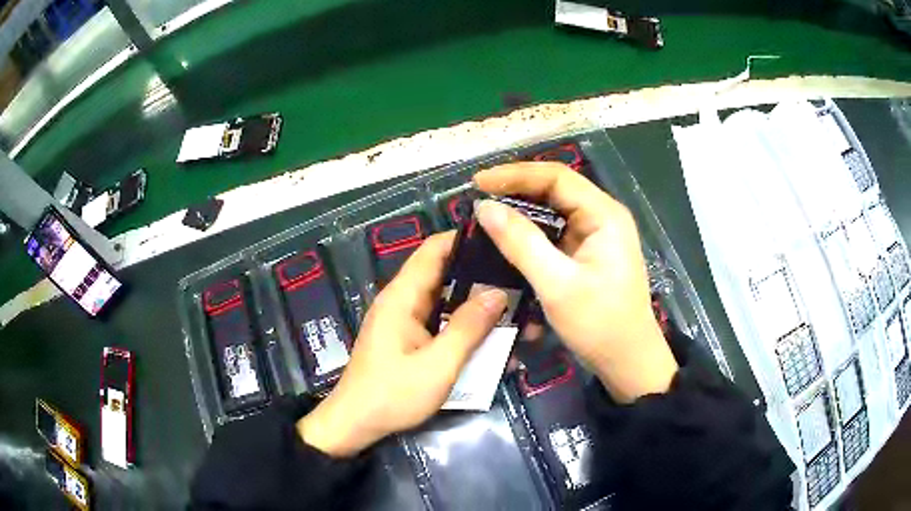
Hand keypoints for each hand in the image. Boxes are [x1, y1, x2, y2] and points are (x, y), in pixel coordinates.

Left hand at [297, 233, 507, 456]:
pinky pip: (438, 319)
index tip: (502, 243)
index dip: (466, 240)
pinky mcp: (406, 337)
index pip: (434, 249)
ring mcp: (403, 319)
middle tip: (519, 279)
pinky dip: (462, 321)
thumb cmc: (394, 395)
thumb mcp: (438, 365)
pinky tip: (487, 333)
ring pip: (444, 297)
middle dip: (479, 274)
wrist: (355, 423)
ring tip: (512, 304)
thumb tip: (499, 292)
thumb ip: (469, 327)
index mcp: (403, 296)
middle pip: (443, 272)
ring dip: (474, 301)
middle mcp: (402, 300)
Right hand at [474, 163, 677, 402]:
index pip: (556, 178)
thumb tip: (485, 208)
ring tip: (486, 215)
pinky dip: (530, 234)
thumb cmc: (599, 324)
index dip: (515, 174)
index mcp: (604, 215)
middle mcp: (601, 217)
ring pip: (553, 212)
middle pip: (554, 190)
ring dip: (521, 212)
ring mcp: (595, 236)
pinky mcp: (587, 254)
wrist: (627, 361)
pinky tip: (507, 239)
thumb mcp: (557, 284)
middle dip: (516, 190)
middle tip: (478, 197)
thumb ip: (521, 243)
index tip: (478, 182)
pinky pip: (554, 234)